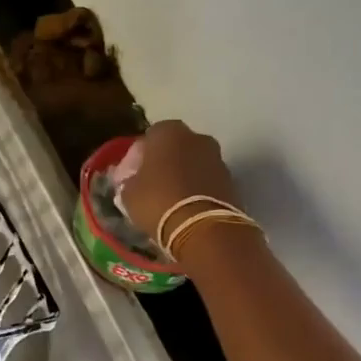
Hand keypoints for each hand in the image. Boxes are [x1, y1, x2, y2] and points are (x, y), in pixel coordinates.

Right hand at [115, 120, 241, 245]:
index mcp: (168, 132)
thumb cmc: (158, 202)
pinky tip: (187, 208)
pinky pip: (207, 180)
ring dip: (183, 176)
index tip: (131, 176)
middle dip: (163, 163)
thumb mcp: (129, 193)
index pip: (148, 138)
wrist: (204, 229)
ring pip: (193, 163)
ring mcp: (217, 158)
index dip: (138, 157)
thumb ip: (129, 180)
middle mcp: (196, 137)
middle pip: (174, 148)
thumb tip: (132, 180)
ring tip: (170, 200)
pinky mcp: (232, 181)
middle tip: (151, 185)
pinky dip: (198, 189)